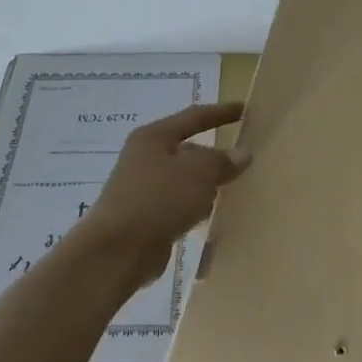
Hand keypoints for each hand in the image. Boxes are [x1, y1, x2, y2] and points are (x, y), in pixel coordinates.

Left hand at [80, 102, 250, 286]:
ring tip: (230, 187)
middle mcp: (143, 158)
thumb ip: (222, 161)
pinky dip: (192, 206)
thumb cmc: (158, 199)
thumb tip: (242, 154)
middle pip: (186, 149)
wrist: (117, 251)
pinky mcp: (143, 218)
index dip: (220, 112)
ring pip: (182, 179)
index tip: (244, 109)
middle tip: (240, 158)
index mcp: (153, 137)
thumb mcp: (199, 173)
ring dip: (203, 183)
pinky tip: (207, 216)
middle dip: (211, 154)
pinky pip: (176, 204)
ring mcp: (141, 189)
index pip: (193, 117)